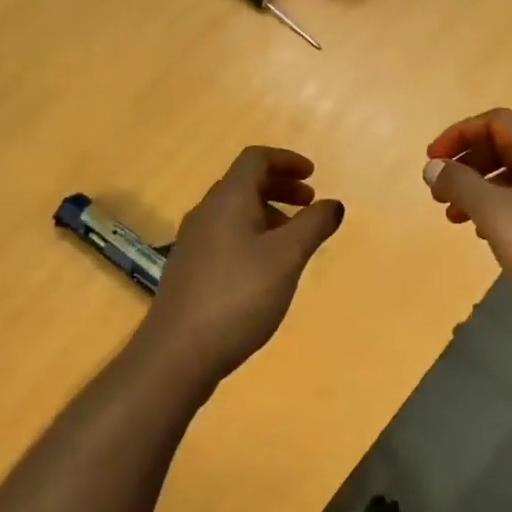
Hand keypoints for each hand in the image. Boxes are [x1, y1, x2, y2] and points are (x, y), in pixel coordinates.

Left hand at [140, 147, 344, 383]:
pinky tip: (266, 269)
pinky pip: (226, 236)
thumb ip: (313, 226)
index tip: (314, 176)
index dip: (287, 160)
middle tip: (310, 205)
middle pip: (244, 183)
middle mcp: (206, 213)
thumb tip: (333, 204)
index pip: (256, 159)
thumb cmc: (239, 296)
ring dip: (268, 214)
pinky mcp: (190, 269)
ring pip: (235, 212)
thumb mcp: (286, 258)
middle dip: (280, 187)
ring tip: (294, 239)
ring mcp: (193, 242)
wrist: (179, 352)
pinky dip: (253, 236)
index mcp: (228, 199)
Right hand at [424, 109, 511, 334]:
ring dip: (478, 189)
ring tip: (453, 217)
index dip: (459, 134)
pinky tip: (483, 234)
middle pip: (503, 146)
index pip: (495, 121)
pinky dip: (497, 208)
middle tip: (438, 192)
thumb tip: (432, 166)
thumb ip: (460, 184)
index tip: (431, 161)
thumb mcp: (494, 213)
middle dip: (466, 163)